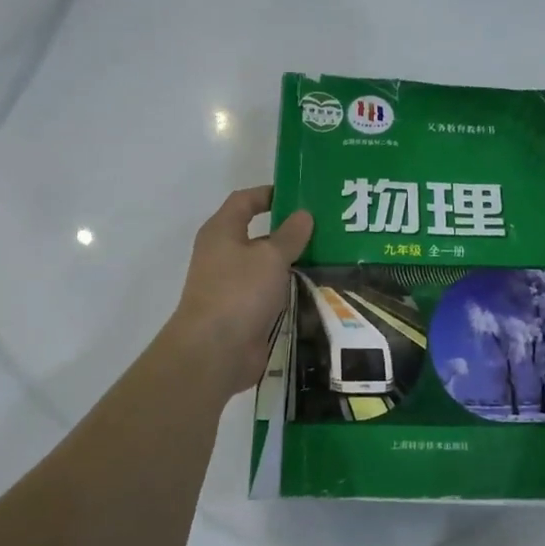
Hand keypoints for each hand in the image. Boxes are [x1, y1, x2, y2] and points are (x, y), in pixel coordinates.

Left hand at [163, 186, 312, 397]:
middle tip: (326, 228)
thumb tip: (304, 214)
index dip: (269, 193)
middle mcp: (223, 255)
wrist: (215, 352)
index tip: (300, 194)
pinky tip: (317, 289)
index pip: (244, 201)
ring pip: (266, 267)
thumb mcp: (270, 257)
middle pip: (258, 234)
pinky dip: (289, 289)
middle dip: (289, 231)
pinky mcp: (243, 313)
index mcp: (222, 232)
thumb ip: (289, 235)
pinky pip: (270, 293)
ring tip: (330, 257)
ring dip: (292, 263)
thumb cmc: (239, 292)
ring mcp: (232, 286)